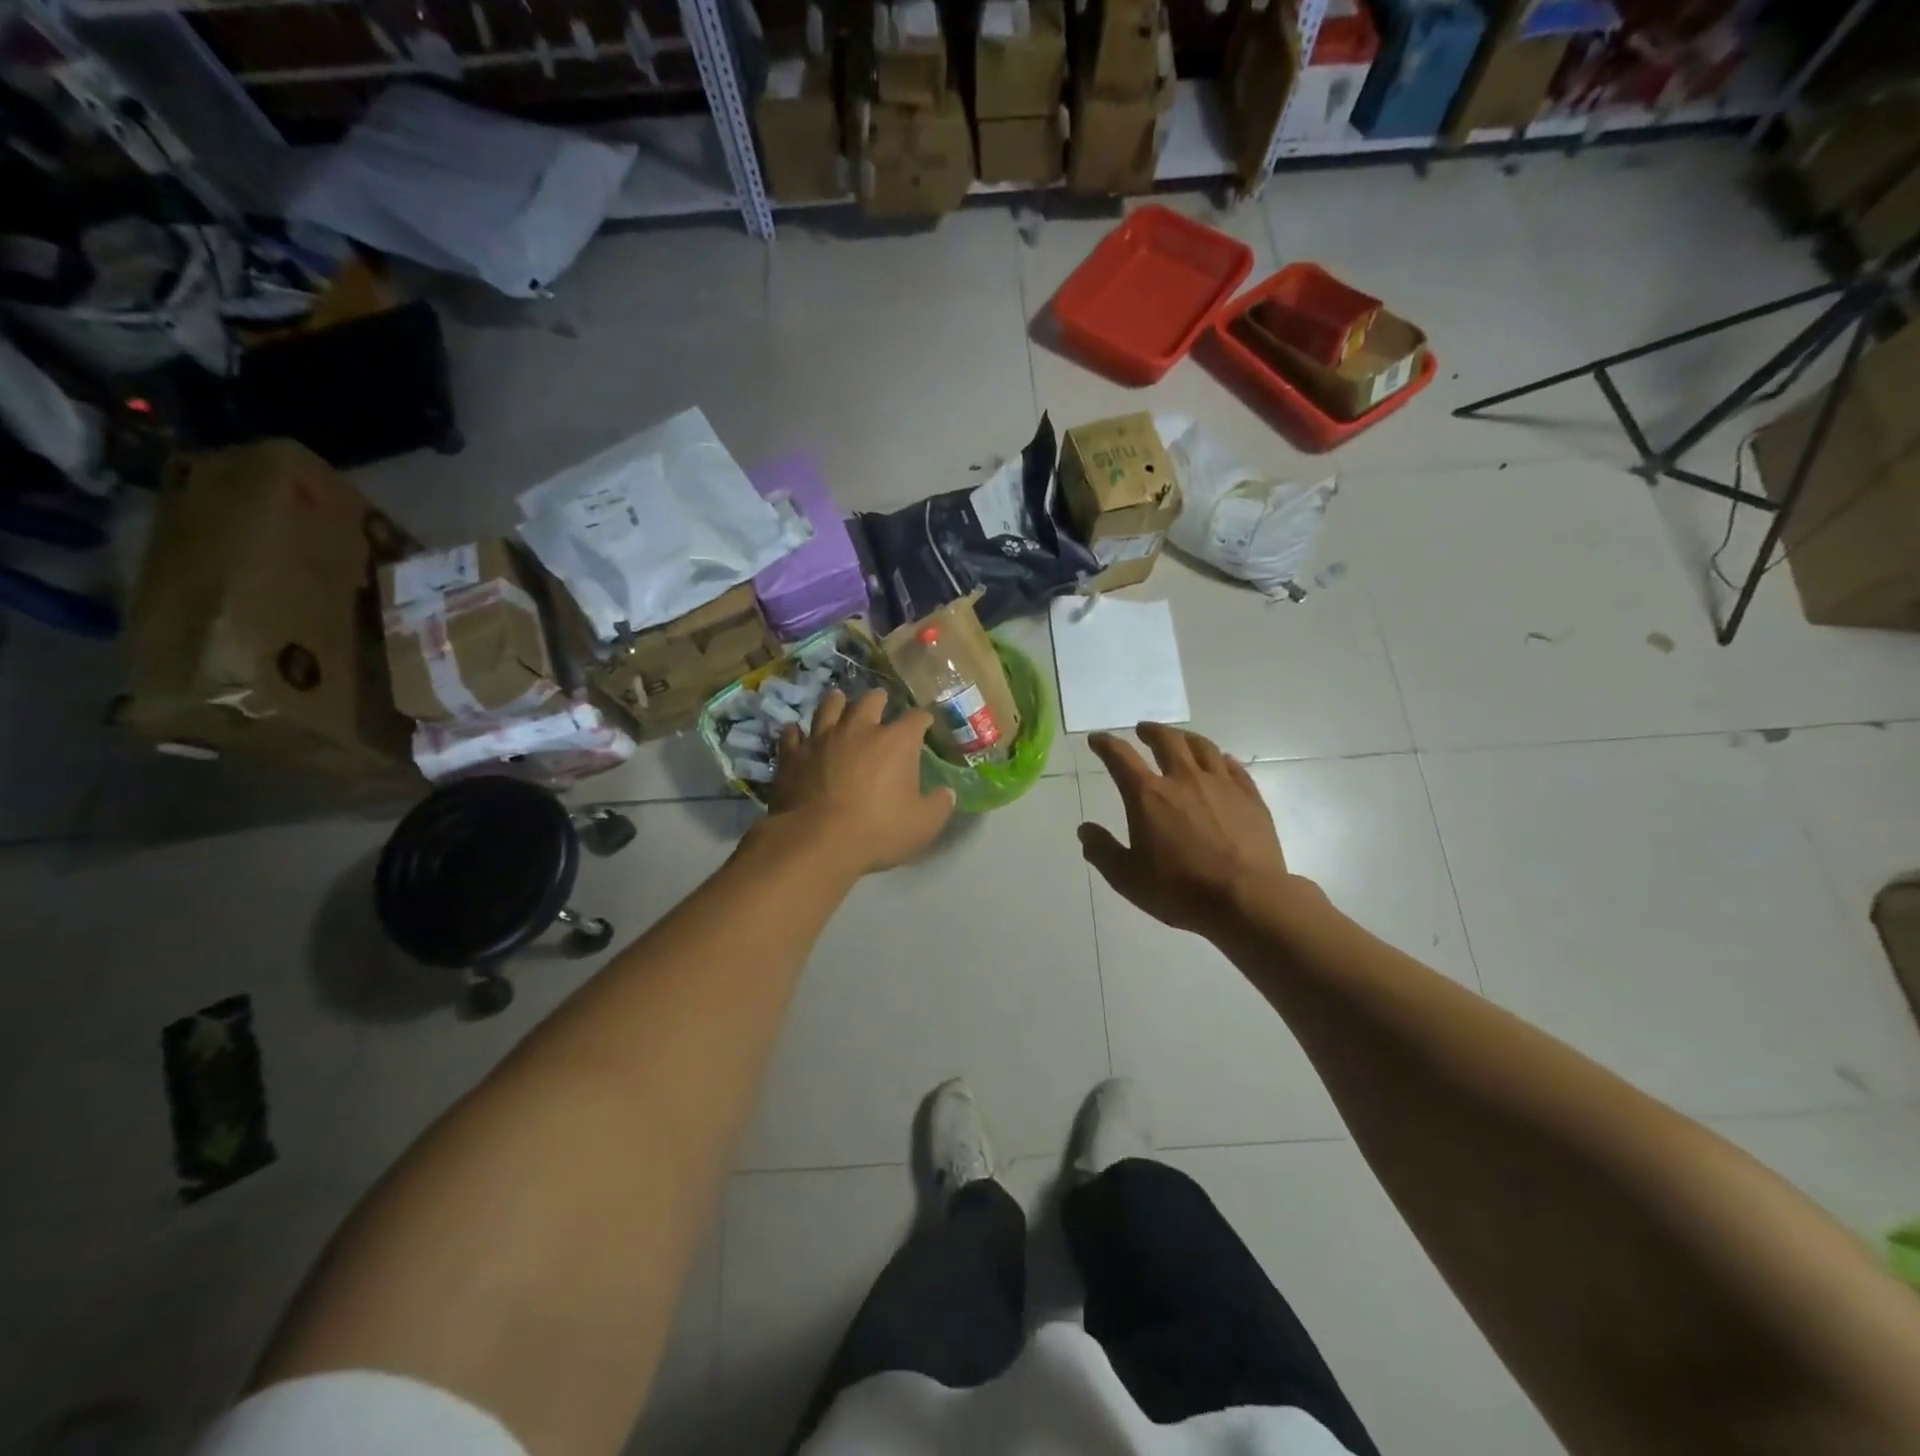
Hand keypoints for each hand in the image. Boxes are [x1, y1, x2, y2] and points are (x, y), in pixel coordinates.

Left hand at [767, 689, 955, 873]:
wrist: (816, 841)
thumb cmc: (878, 831)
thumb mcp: (922, 825)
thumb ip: (938, 806)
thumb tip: (947, 793)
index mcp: (896, 742)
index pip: (916, 718)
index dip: (923, 719)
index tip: (925, 723)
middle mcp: (860, 729)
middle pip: (871, 700)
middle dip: (879, 700)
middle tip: (881, 705)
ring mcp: (822, 738)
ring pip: (829, 706)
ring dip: (837, 703)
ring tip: (839, 701)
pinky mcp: (793, 754)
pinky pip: (793, 733)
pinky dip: (798, 732)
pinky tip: (798, 733)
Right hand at [1079, 724, 1294, 934]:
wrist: (1246, 898)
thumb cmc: (1179, 889)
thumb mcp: (1127, 878)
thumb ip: (1102, 850)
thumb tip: (1085, 830)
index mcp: (1148, 795)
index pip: (1120, 757)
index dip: (1105, 744)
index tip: (1097, 739)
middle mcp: (1183, 779)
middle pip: (1166, 740)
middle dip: (1150, 731)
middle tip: (1142, 730)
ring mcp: (1221, 784)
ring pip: (1202, 747)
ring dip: (1185, 738)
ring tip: (1180, 739)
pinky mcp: (1250, 797)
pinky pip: (1233, 766)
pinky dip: (1220, 758)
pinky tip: (1220, 761)